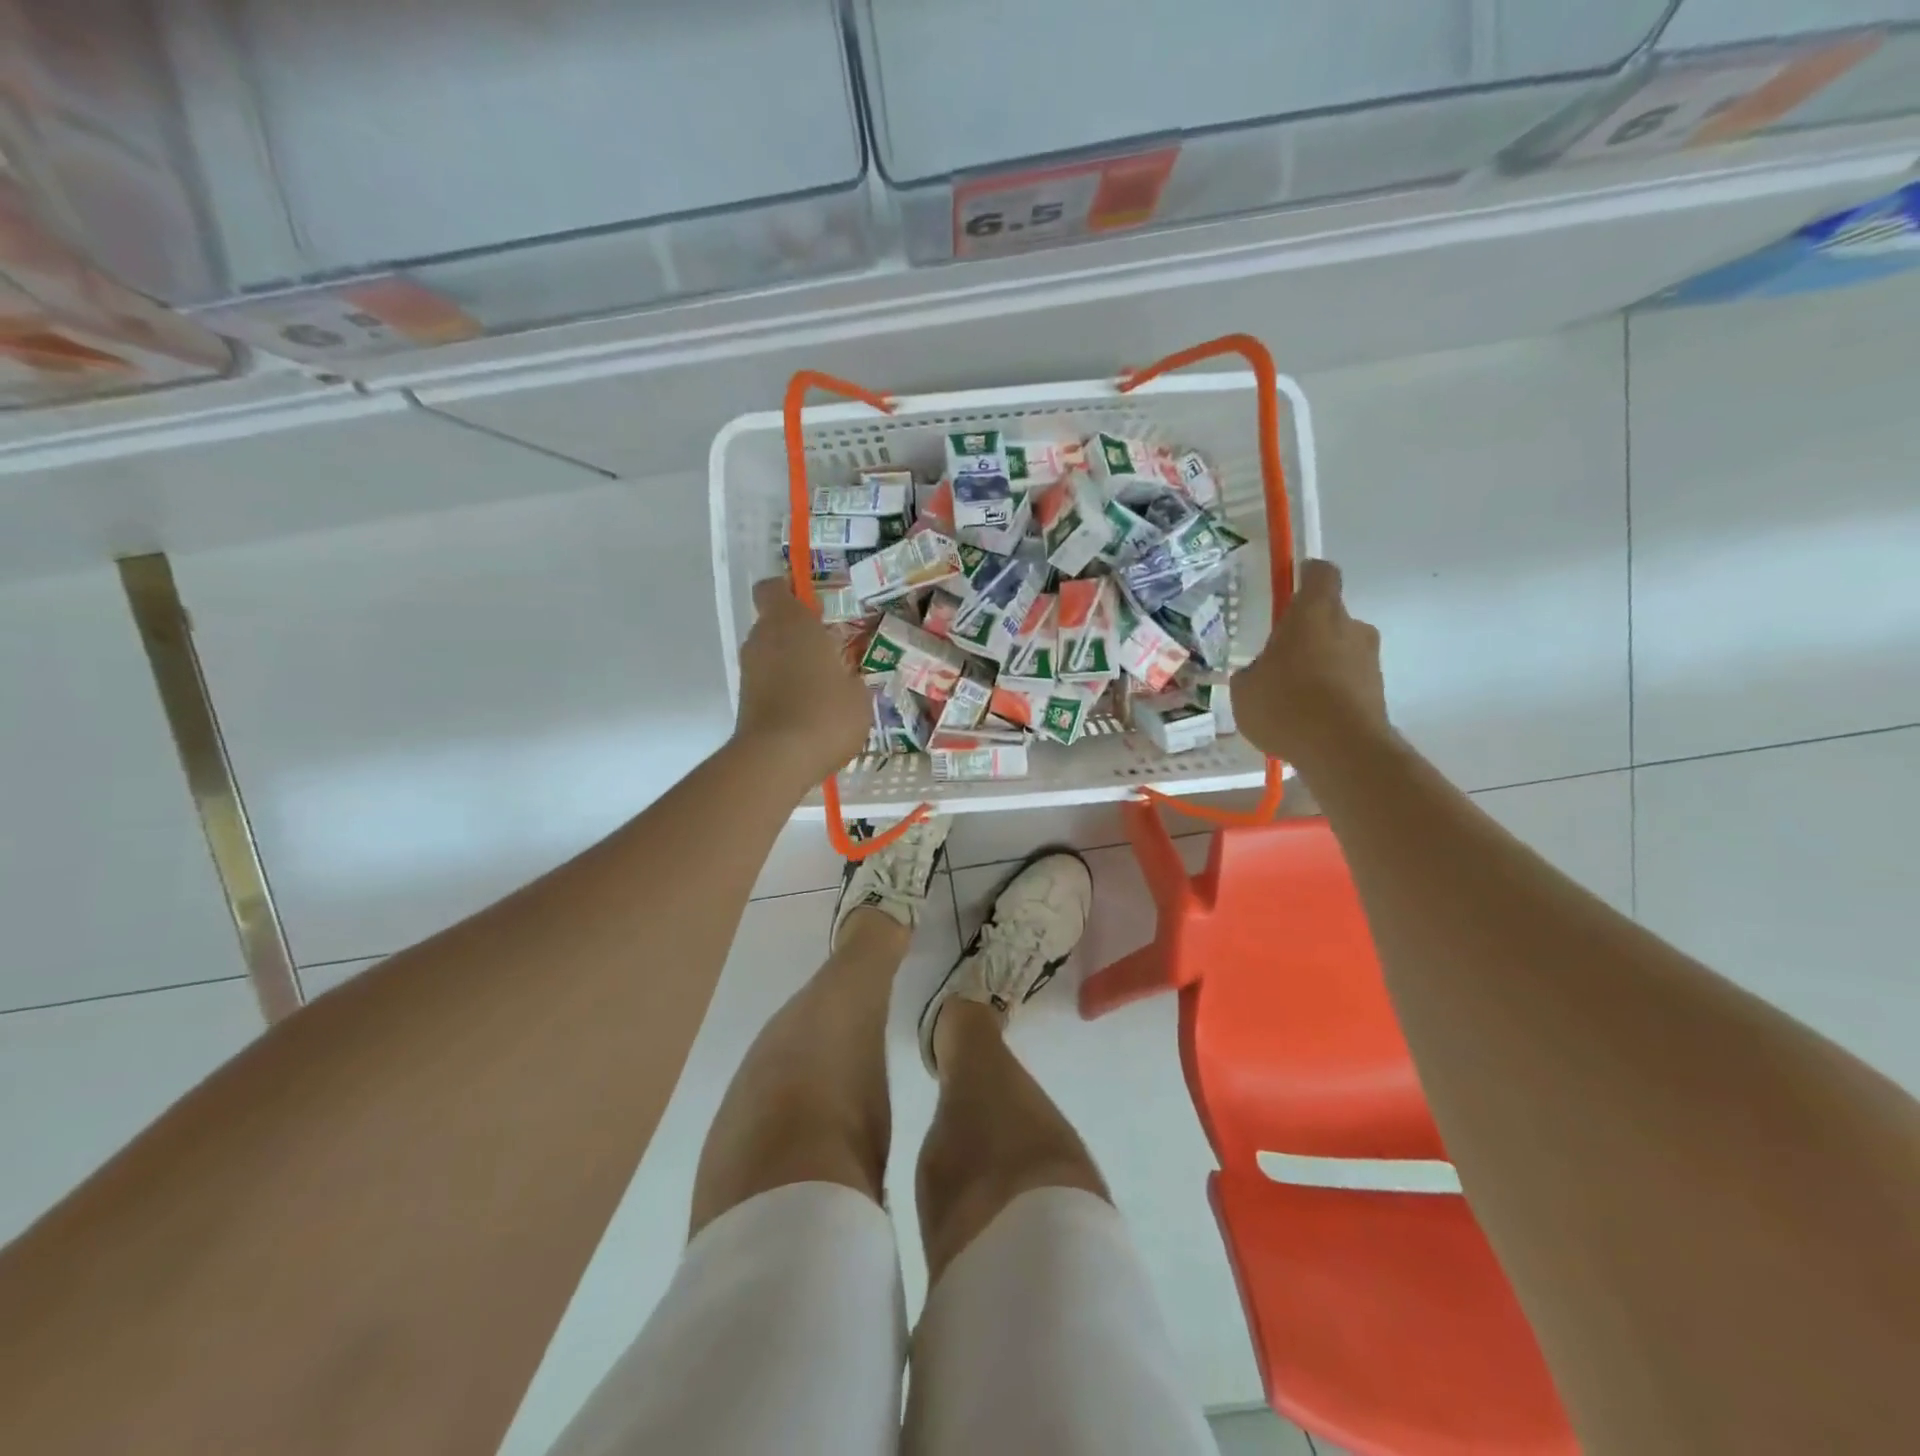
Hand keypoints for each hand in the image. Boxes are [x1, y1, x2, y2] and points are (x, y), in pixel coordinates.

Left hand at [734, 578, 871, 788]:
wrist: (778, 759)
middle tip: (830, 653)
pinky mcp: (744, 701)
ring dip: (791, 665)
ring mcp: (749, 671)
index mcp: (791, 622)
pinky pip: (767, 683)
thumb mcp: (859, 693)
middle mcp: (762, 639)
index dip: (790, 592)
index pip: (774, 588)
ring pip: (770, 655)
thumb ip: (850, 676)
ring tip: (823, 689)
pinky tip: (810, 713)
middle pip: (774, 624)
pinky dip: (783, 691)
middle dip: (798, 635)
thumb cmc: (826, 713)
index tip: (814, 607)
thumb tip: (845, 678)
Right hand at [1231, 559, 1388, 765]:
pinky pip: (1347, 682)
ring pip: (1339, 651)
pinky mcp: (1378, 691)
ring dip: (1319, 665)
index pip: (1320, 573)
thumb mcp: (1245, 689)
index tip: (1293, 584)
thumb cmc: (1286, 705)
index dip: (1307, 575)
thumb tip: (1260, 673)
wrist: (1342, 751)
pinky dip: (1331, 693)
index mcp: (1314, 613)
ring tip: (1291, 698)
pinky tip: (1308, 720)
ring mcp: (1369, 659)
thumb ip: (1252, 672)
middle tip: (1279, 659)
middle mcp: (1349, 627)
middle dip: (1307, 633)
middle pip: (1329, 617)